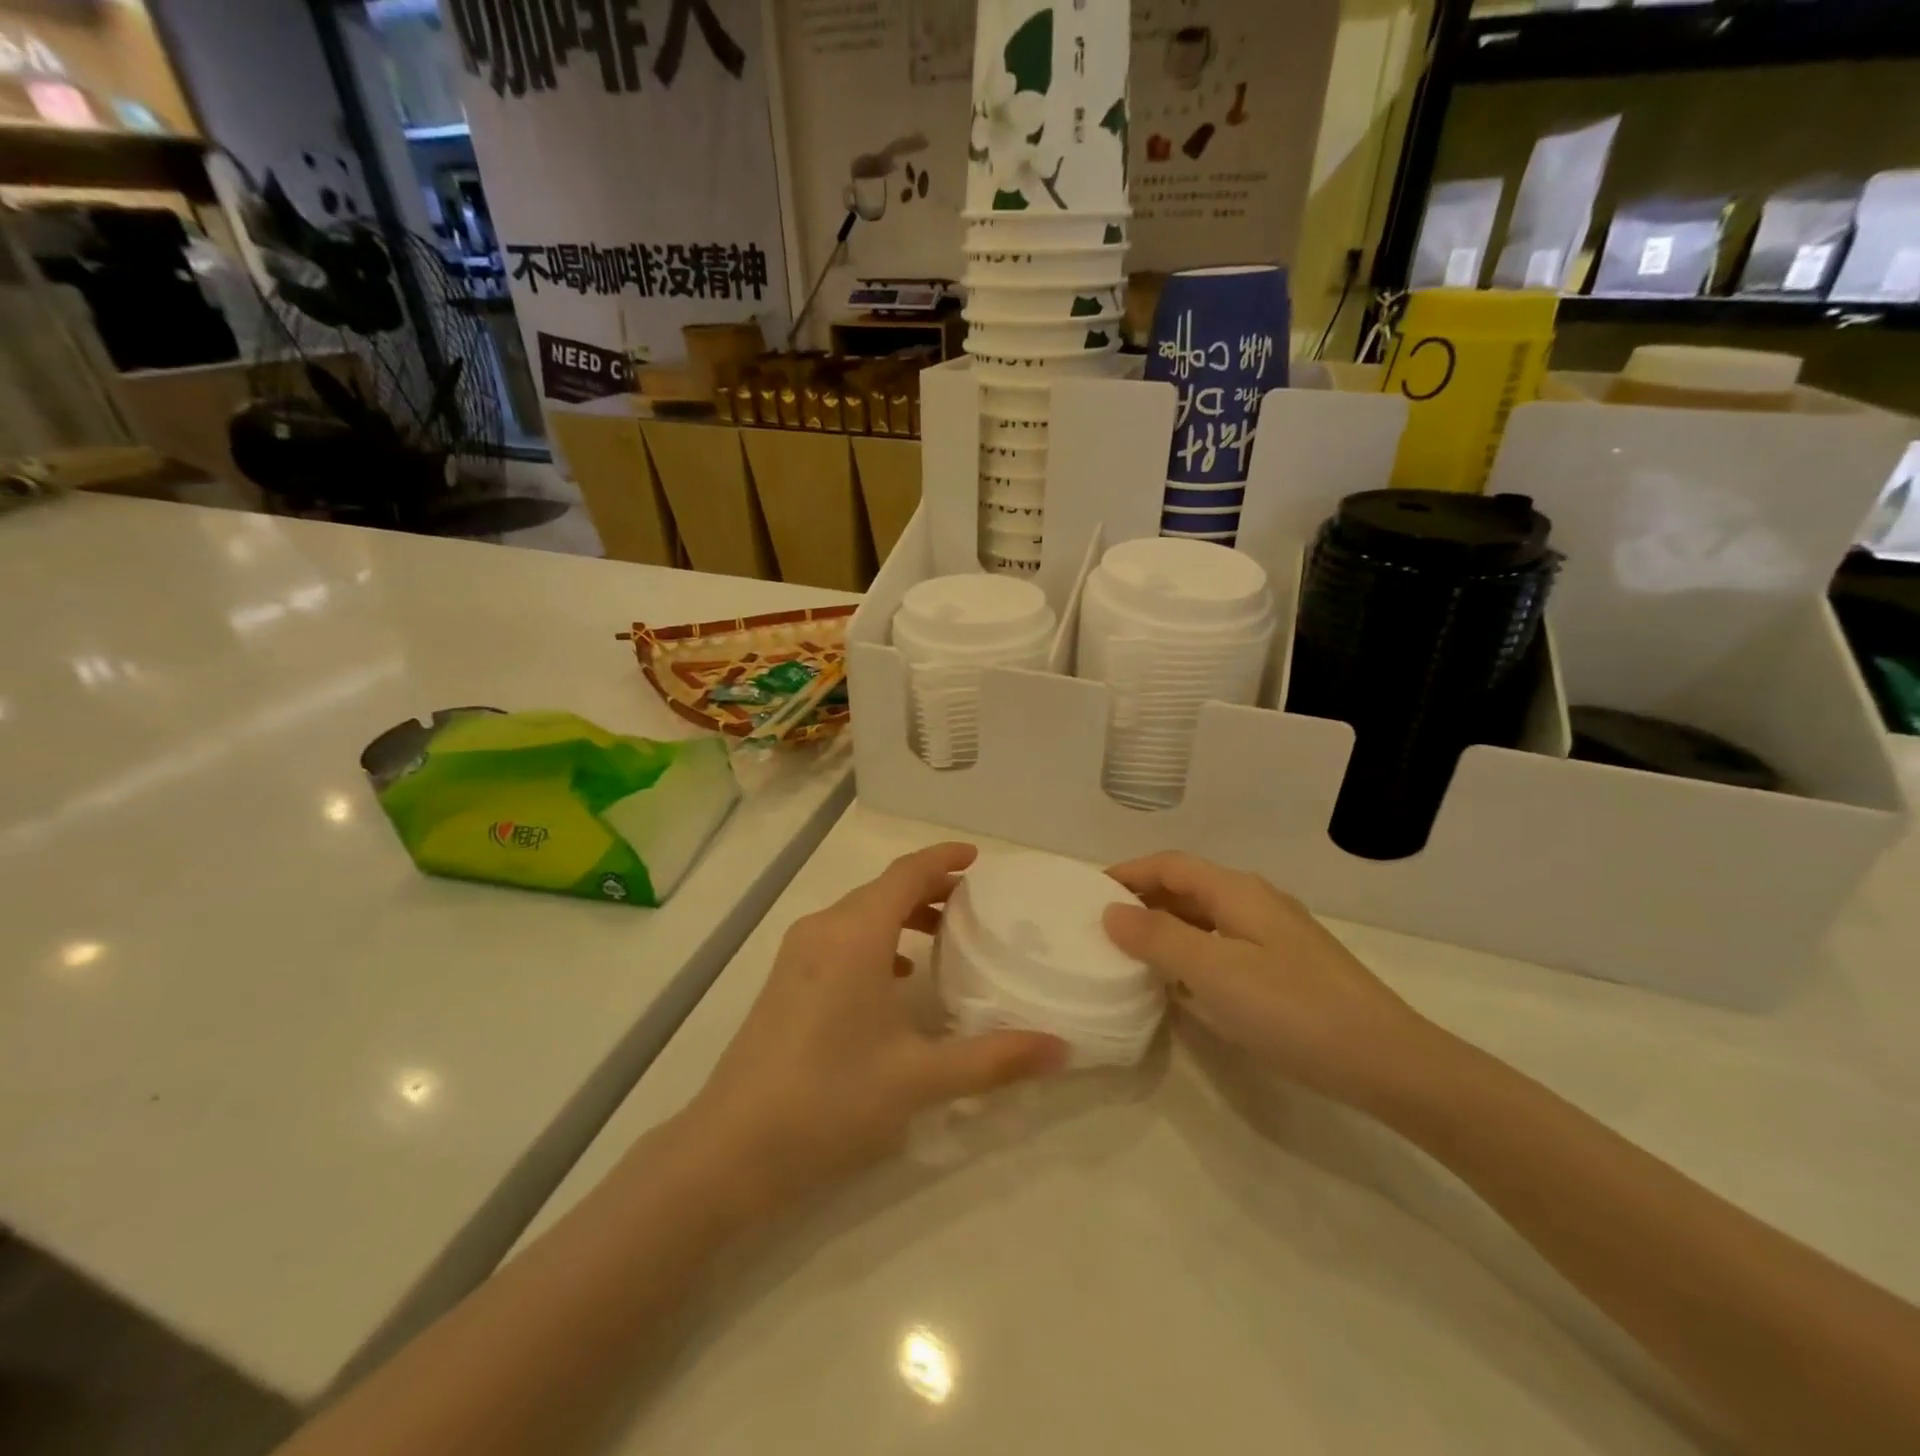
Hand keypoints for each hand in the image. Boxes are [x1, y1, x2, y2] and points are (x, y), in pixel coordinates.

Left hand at [689, 843, 1067, 1209]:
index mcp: (855, 935)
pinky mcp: (784, 979)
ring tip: (943, 936)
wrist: (731, 1148)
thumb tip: (1060, 1048)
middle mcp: (823, 929)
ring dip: (901, 914)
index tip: (978, 858)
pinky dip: (876, 939)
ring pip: (859, 913)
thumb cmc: (831, 1099)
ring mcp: (797, 954)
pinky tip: (896, 975)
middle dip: (929, 888)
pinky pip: (840, 938)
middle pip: (883, 889)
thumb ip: (994, 1058)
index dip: (943, 858)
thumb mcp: (920, 1078)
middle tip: (974, 904)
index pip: (906, 873)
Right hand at [1103, 852, 1434, 1109]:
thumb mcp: (1214, 972)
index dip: (1127, 873)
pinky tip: (1182, 984)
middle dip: (1143, 899)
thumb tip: (1110, 911)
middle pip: (1188, 887)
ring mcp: (1276, 935)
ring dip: (1166, 927)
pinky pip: (1223, 945)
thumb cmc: (1293, 1010)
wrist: (1389, 1063)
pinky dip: (1192, 952)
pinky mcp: (1288, 967)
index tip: (1088, 894)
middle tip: (1102, 927)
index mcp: (1237, 891)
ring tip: (1131, 953)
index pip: (1169, 865)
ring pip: (1206, 917)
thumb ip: (1158, 938)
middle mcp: (1256, 901)